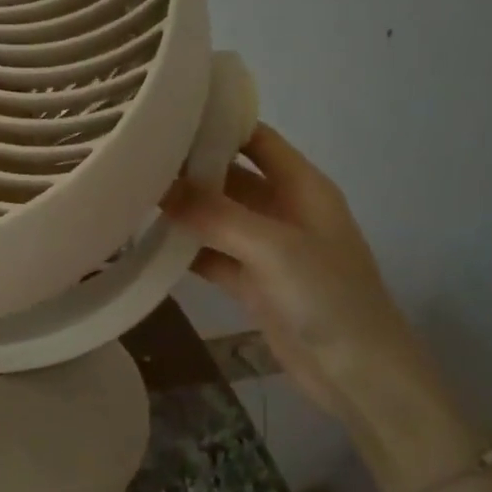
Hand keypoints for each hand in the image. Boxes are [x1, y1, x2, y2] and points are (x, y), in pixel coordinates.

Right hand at [162, 124, 426, 417]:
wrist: (360, 377)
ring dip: (183, 211)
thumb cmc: (328, 298)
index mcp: (303, 187)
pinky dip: (185, 250)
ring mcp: (267, 249)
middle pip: (231, 177)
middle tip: (135, 158)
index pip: (257, 139)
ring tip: (131, 195)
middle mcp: (283, 210)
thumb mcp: (274, 248)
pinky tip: (147, 243)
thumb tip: (160, 185)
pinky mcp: (253, 284)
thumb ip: (216, 215)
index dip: (219, 123)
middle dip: (190, 169)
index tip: (167, 114)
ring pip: (217, 218)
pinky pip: (212, 256)